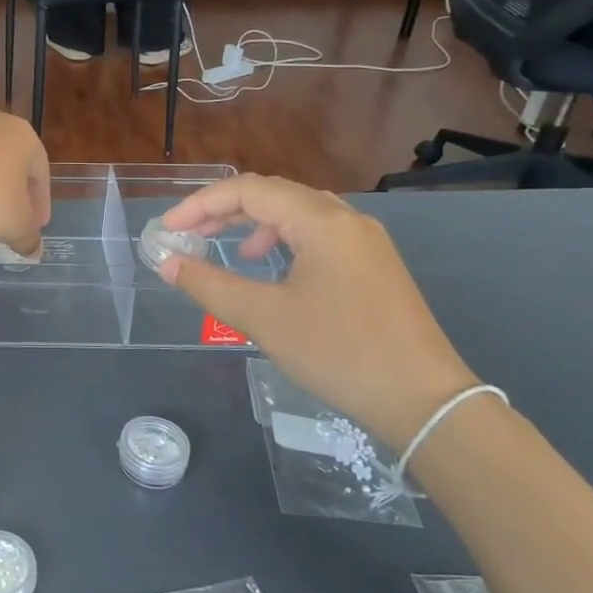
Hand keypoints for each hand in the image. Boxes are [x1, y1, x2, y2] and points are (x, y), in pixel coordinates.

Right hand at [157, 176, 477, 447]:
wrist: (424, 401)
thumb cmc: (338, 352)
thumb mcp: (263, 318)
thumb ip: (209, 285)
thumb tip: (168, 263)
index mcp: (321, 222)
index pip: (248, 191)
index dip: (200, 204)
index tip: (168, 228)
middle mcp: (346, 219)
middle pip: (274, 195)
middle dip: (225, 210)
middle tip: (188, 234)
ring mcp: (366, 242)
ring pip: (298, 214)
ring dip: (255, 224)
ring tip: (228, 249)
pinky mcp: (374, 266)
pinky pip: (319, 235)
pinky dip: (284, 241)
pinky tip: (273, 269)